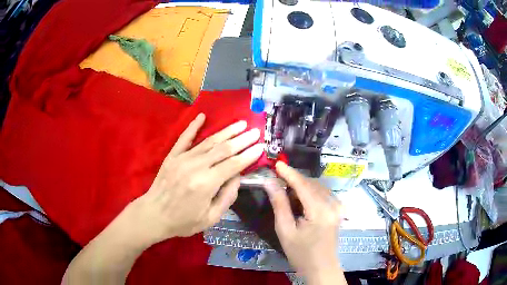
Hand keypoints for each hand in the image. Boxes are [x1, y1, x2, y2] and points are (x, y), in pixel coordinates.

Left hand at [123, 113, 263, 246]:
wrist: (154, 215)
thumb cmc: (183, 221)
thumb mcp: (210, 218)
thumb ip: (226, 197)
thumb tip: (238, 177)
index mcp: (206, 184)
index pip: (233, 164)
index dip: (249, 155)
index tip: (260, 146)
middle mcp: (195, 167)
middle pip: (223, 149)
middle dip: (242, 139)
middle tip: (255, 131)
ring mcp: (182, 159)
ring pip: (208, 141)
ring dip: (226, 131)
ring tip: (240, 123)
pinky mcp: (172, 156)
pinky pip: (184, 138)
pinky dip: (193, 126)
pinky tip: (202, 116)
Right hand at [265, 162, 344, 284]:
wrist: (322, 268)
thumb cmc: (301, 253)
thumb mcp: (285, 231)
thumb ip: (279, 204)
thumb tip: (270, 182)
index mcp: (320, 211)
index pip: (303, 185)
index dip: (289, 173)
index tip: (276, 163)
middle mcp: (333, 204)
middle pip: (311, 184)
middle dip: (294, 180)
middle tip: (277, 180)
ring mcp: (338, 206)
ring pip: (317, 187)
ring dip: (302, 186)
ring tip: (286, 192)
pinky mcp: (338, 210)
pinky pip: (323, 194)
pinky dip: (310, 193)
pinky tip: (300, 200)